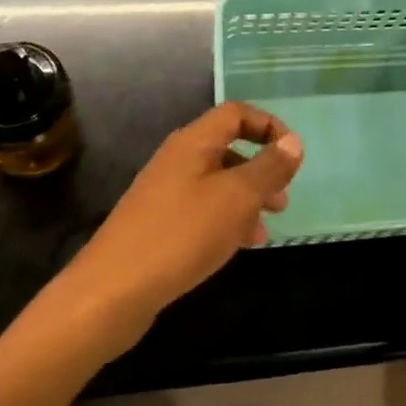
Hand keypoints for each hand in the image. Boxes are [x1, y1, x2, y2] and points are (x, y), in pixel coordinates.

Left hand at [59, 102, 302, 344]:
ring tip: (264, 233)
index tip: (292, 155)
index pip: (236, 113)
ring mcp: (164, 191)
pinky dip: (225, 220)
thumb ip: (268, 168)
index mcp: (194, 142)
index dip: (268, 126)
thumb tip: (293, 141)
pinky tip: (236, 247)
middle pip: (228, 148)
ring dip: (246, 200)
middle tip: (283, 201)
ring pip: (217, 183)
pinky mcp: (157, 223)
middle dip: (261, 170)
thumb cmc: (181, 235)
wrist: (111, 292)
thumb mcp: (236, 199)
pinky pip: (201, 209)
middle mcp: (178, 158)